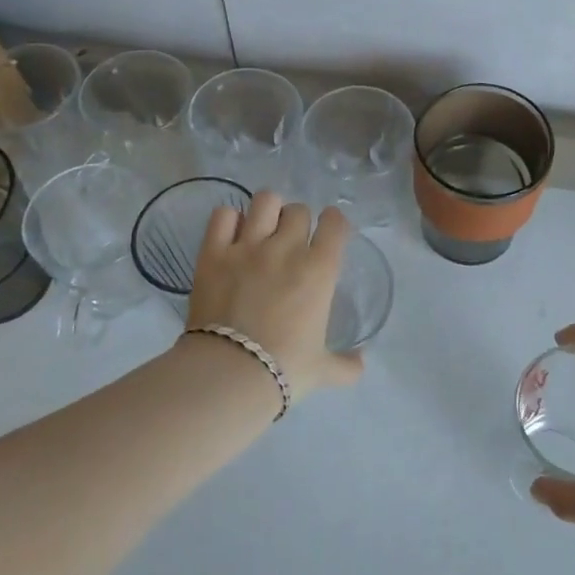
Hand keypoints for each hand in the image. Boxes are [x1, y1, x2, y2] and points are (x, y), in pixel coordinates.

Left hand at [183, 193, 363, 404]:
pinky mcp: (213, 252)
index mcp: (319, 269)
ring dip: (267, 212)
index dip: (333, 224)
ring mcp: (248, 246)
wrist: (230, 373)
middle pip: (299, 210)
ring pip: (265, 201)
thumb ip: (346, 366)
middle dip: (298, 221)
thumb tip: (361, 363)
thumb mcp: (322, 369)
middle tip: (290, 242)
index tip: (328, 234)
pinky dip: (229, 221)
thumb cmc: (284, 369)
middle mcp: (287, 248)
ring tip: (262, 230)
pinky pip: (223, 216)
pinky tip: (231, 236)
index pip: (335, 223)